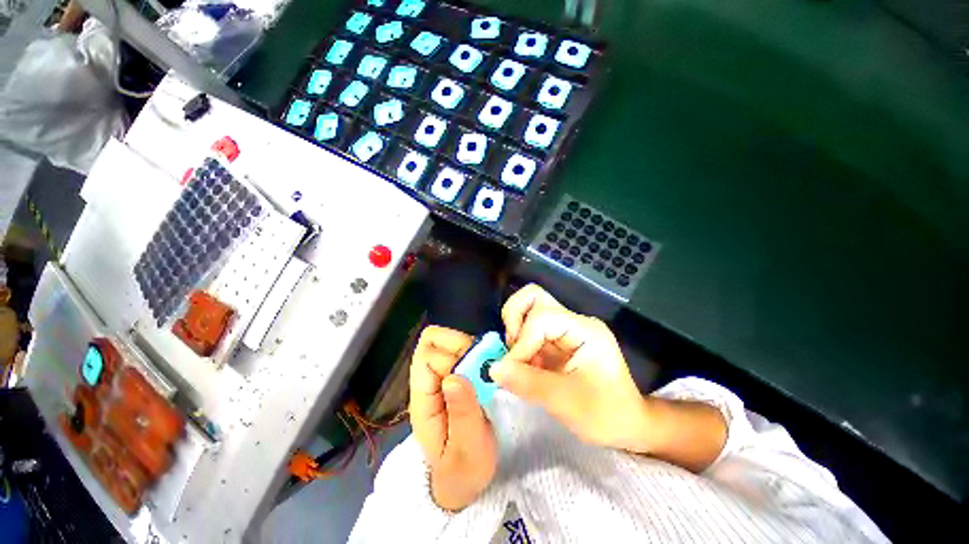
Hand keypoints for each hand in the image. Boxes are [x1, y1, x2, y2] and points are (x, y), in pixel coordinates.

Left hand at [409, 326, 496, 510]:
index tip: (474, 370)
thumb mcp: (466, 447)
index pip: (426, 353)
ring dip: (473, 350)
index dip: (450, 353)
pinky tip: (490, 371)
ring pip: (452, 343)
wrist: (463, 480)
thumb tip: (454, 376)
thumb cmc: (463, 468)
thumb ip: (462, 412)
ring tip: (489, 372)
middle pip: (438, 342)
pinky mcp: (457, 377)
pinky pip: (464, 353)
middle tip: (485, 370)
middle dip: (464, 347)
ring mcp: (442, 377)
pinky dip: (478, 354)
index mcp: (423, 398)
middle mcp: (429, 381)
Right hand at [490, 285, 654, 452]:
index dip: (521, 341)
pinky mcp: (556, 340)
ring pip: (527, 311)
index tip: (510, 370)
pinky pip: (528, 332)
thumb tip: (492, 369)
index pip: (542, 318)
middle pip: (533, 298)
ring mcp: (564, 329)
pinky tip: (524, 368)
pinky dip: (519, 347)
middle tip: (511, 351)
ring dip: (514, 334)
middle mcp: (573, 322)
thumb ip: (528, 383)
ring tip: (518, 363)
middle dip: (514, 321)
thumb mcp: (567, 403)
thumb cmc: (607, 415)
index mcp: (585, 330)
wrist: (628, 425)